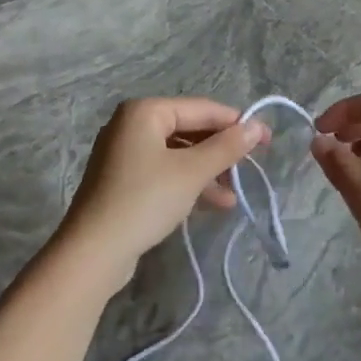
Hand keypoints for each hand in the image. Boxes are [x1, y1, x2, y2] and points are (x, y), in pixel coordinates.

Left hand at [53, 98, 269, 293]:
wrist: (93, 252)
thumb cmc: (145, 200)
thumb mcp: (192, 172)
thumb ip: (227, 147)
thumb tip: (258, 127)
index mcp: (145, 111)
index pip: (202, 109)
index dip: (236, 123)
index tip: (267, 140)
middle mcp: (132, 125)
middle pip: (190, 130)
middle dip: (221, 150)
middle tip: (251, 166)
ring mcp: (125, 153)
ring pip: (179, 153)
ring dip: (209, 171)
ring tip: (235, 193)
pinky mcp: (124, 180)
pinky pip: (165, 171)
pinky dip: (189, 183)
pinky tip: (215, 203)